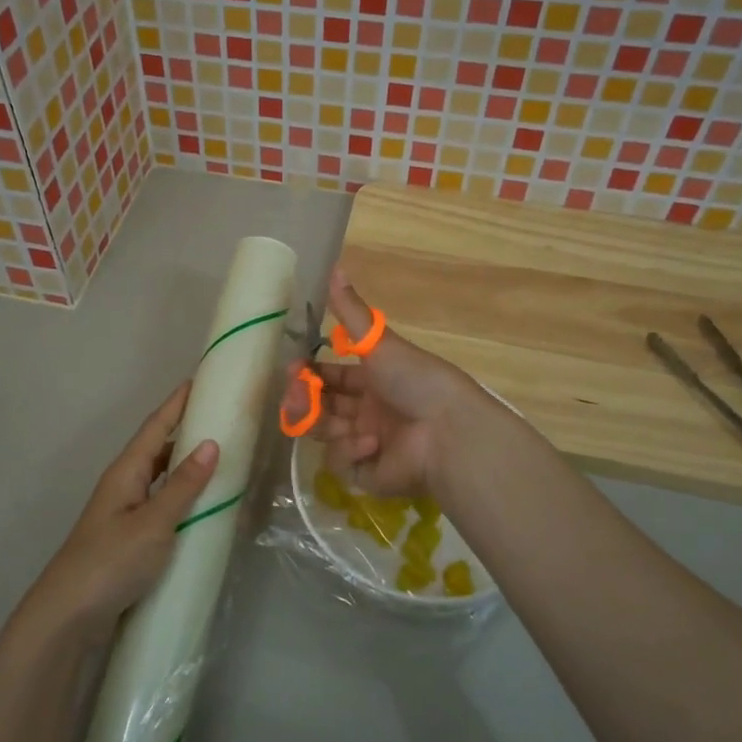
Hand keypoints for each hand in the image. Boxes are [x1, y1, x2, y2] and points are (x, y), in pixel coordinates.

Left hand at [20, 381, 218, 646]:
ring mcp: (125, 513)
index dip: (177, 403)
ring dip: (184, 464)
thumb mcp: (154, 522)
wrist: (69, 615)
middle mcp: (124, 485)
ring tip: (218, 456)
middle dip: (184, 430)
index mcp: (127, 472)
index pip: (156, 427)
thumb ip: (183, 486)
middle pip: (158, 448)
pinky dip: (182, 496)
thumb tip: (211, 444)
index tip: (199, 379)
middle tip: (219, 417)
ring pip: (160, 478)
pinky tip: (200, 506)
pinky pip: (161, 504)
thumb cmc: (111, 561)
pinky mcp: (129, 538)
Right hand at [281, 268, 482, 499]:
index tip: (293, 368)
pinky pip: (342, 463)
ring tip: (322, 416)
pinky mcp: (368, 475)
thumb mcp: (379, 342)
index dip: (309, 374)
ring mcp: (368, 445)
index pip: (332, 377)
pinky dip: (350, 451)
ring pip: (325, 434)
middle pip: (323, 407)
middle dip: (303, 399)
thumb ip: (350, 311)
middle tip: (295, 392)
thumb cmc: (415, 380)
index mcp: (375, 381)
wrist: (448, 432)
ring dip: (322, 422)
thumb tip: (334, 266)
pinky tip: (370, 444)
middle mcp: (370, 412)